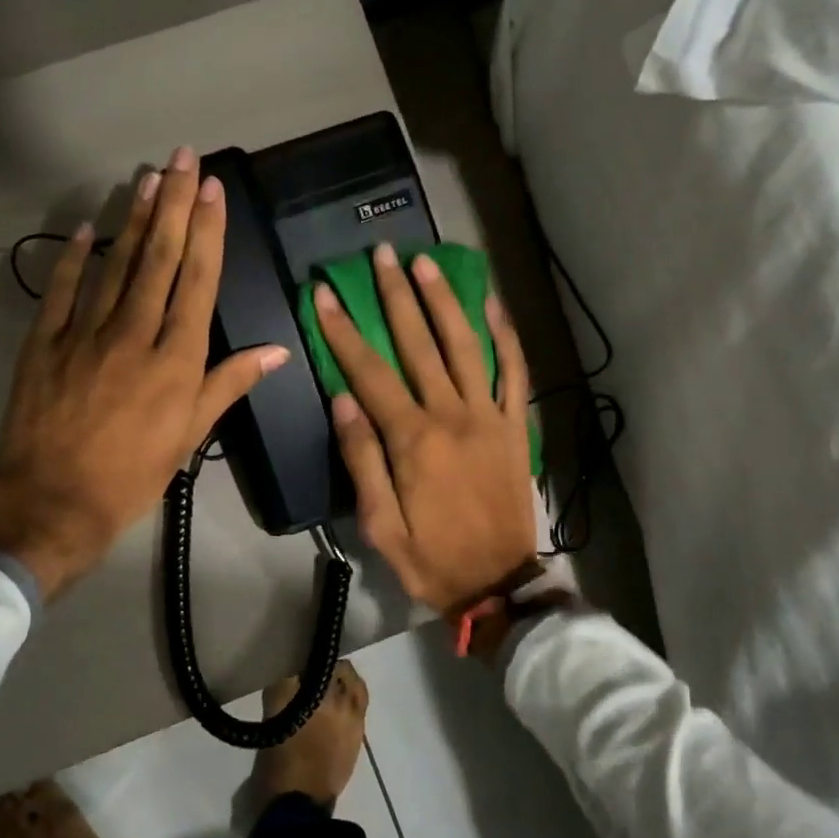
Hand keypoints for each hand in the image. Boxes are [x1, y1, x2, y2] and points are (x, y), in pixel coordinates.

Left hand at [0, 147, 288, 598]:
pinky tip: (84, 228)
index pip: (197, 281)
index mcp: (176, 358)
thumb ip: (229, 385)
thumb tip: (276, 350)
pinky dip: (72, 257)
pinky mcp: (44, 341)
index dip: (207, 232)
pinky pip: (61, 289)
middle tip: (183, 158)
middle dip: (174, 204)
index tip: (212, 190)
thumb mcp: (190, 435)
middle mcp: (134, 333)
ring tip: (148, 178)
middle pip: (159, 259)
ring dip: (133, 218)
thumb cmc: (133, 473)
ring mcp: (85, 332)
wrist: (52, 499)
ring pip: (116, 264)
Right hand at [315, 242, 538, 616]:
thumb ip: (361, 457)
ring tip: (426, 263)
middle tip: (381, 255)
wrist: (497, 582)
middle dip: (396, 296)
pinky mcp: (514, 426)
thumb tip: (342, 399)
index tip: (325, 293)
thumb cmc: (430, 557)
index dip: (344, 331)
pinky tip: (491, 304)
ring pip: (465, 346)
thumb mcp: (378, 522)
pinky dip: (504, 336)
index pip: (370, 373)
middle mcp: (452, 416)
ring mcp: (489, 417)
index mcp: (413, 440)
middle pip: (419, 345)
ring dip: (444, 301)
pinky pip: (513, 372)